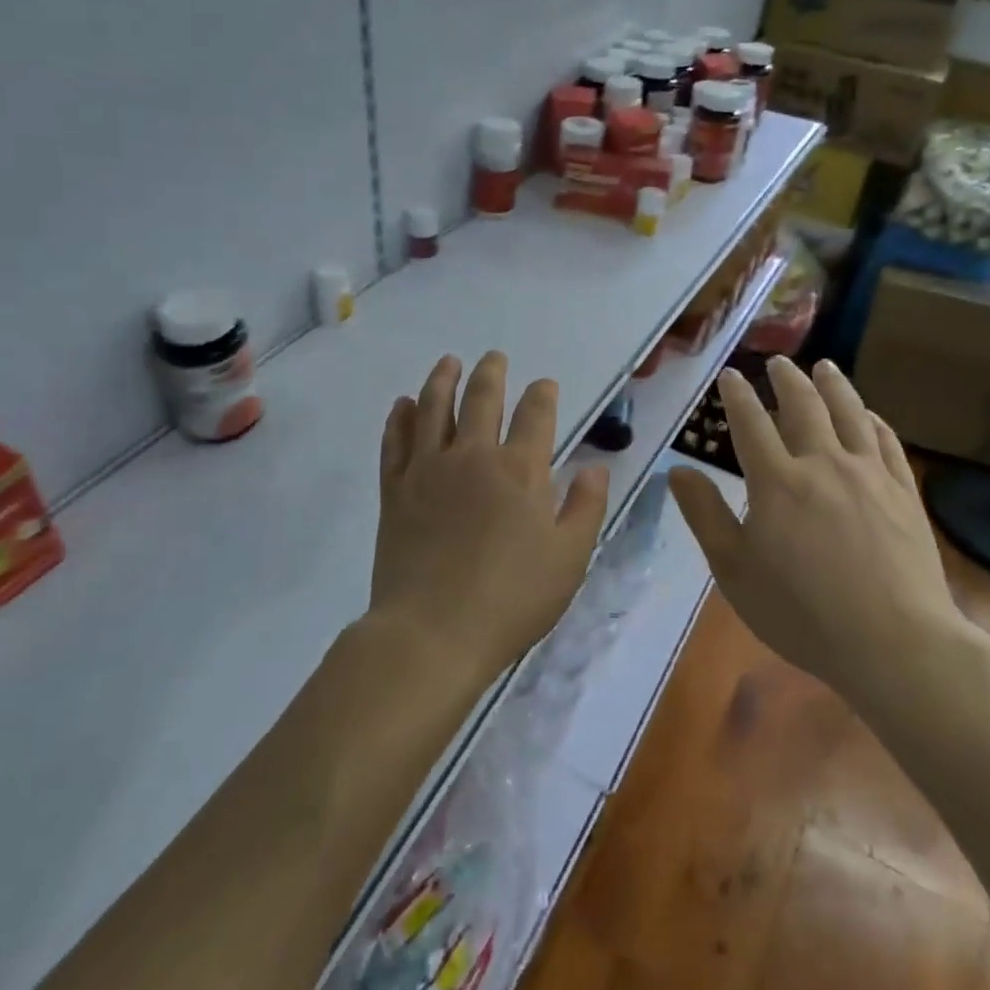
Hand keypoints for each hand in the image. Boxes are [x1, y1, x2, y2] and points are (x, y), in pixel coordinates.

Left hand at [371, 352, 609, 686]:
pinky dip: (400, 418)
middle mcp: (473, 456)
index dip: (542, 394)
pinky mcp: (395, 489)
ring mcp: (428, 469)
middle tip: (494, 357)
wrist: (433, 632)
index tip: (544, 384)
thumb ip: (585, 507)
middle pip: (482, 399)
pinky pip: (396, 441)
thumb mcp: (570, 559)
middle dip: (491, 373)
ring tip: (448, 361)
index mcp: (520, 470)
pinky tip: (403, 404)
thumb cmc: (511, 599)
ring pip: (434, 408)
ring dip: (443, 379)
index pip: (536, 415)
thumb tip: (594, 466)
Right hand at [668, 356, 969, 711]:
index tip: (730, 374)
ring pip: (849, 412)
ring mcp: (868, 474)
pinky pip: (886, 442)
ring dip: (833, 385)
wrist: (896, 643)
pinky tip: (869, 415)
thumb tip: (677, 470)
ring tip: (824, 367)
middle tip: (778, 362)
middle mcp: (822, 463)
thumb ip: (706, 516)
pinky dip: (873, 420)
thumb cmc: (803, 613)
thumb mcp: (735, 571)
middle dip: (786, 378)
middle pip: (803, 405)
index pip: (751, 422)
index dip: (738, 394)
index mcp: (776, 481)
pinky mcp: (903, 491)